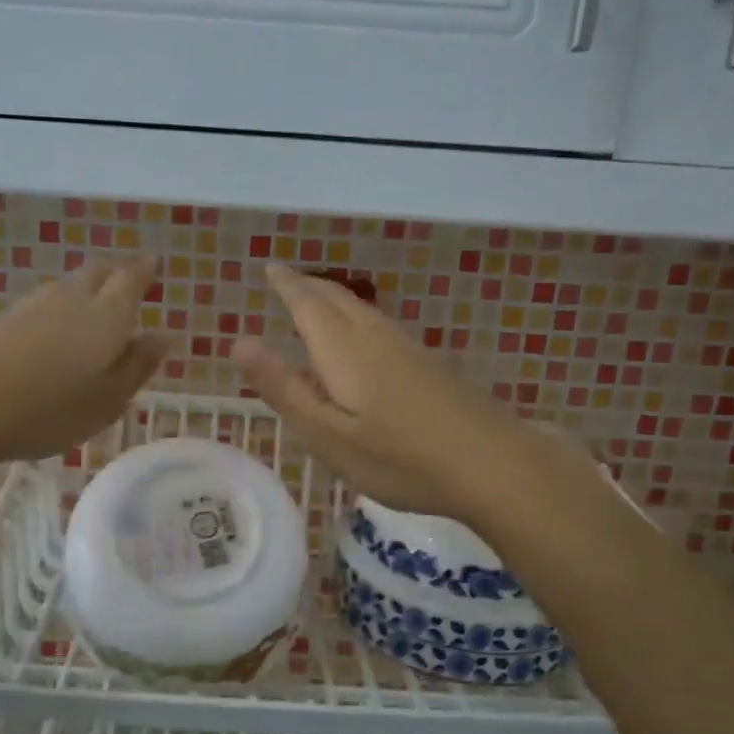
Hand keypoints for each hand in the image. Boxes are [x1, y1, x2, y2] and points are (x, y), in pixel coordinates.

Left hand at [0, 257, 170, 466]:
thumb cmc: (49, 411)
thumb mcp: (108, 400)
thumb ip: (138, 366)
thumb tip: (162, 335)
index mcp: (105, 315)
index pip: (130, 278)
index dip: (144, 271)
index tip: (153, 265)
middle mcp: (70, 299)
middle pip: (96, 273)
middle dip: (115, 275)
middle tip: (125, 287)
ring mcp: (30, 306)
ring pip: (66, 287)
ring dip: (84, 292)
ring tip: (91, 313)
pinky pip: (40, 305)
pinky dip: (55, 311)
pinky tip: (50, 335)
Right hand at [235, 263, 584, 523]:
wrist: (493, 465)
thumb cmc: (400, 459)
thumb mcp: (328, 436)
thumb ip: (284, 389)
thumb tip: (240, 342)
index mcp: (344, 351)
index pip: (307, 303)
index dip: (286, 284)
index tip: (269, 268)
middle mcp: (374, 338)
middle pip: (336, 299)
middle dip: (307, 286)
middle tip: (285, 279)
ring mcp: (407, 348)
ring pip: (361, 309)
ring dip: (332, 298)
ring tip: (314, 300)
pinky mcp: (428, 363)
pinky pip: (379, 324)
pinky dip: (356, 316)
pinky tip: (361, 337)